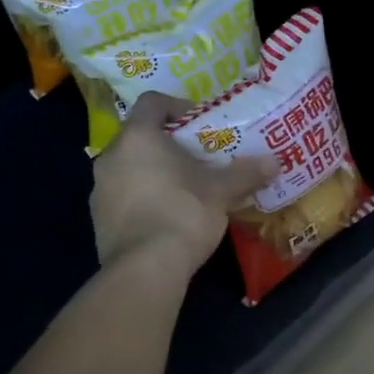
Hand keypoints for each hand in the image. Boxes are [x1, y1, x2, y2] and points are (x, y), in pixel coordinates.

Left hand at [91, 92, 275, 277]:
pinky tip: (166, 216)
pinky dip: (142, 198)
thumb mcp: (221, 192)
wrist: (144, 270)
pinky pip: (123, 196)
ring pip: (130, 168)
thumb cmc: (183, 214)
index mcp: (138, 137)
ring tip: (185, 189)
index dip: (178, 107)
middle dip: (169, 145)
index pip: (152, 103)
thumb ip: (245, 173)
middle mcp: (111, 156)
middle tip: (198, 159)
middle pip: (141, 137)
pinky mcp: (98, 219)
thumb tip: (274, 161)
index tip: (201, 125)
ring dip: (154, 172)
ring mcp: (99, 189)